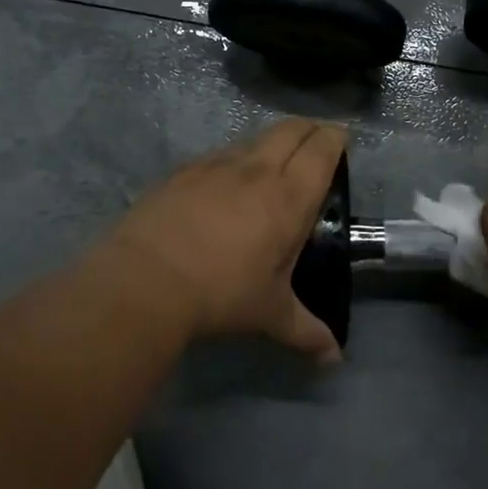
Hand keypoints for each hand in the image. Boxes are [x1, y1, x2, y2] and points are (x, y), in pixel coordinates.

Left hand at [97, 117, 347, 362]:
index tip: (342, 140)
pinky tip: (224, 184)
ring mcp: (216, 165)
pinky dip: (233, 160)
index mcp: (289, 197)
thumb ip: (307, 332)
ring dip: (271, 143)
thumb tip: (333, 360)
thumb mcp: (270, 313)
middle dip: (310, 128)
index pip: (322, 148)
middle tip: (316, 143)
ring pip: (254, 137)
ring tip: (272, 165)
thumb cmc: (221, 294)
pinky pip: (218, 154)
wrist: (145, 281)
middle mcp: (257, 169)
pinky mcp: (183, 171)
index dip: (336, 137)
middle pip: (291, 128)